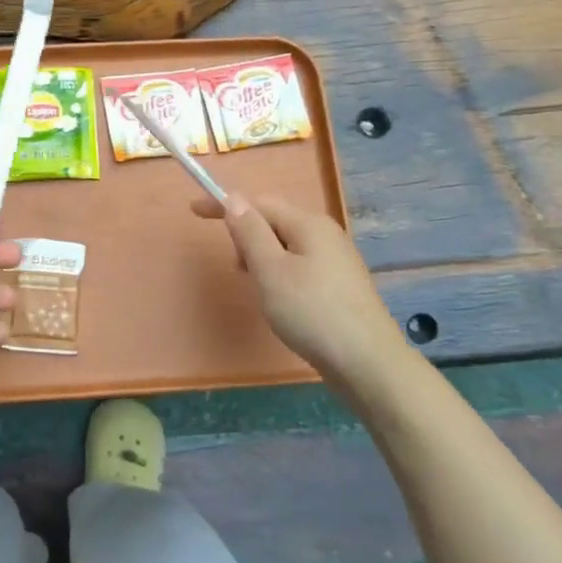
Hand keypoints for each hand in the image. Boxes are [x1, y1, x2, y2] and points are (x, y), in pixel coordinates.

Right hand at [193, 193, 405, 394]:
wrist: (368, 363)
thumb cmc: (312, 312)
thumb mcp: (270, 271)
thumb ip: (250, 233)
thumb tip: (235, 199)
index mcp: (308, 224)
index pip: (259, 202)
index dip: (225, 205)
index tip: (194, 211)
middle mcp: (325, 234)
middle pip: (275, 221)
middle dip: (247, 236)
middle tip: (237, 268)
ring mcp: (336, 260)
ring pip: (286, 246)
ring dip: (262, 258)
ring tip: (258, 288)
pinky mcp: (339, 286)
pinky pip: (299, 265)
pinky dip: (279, 273)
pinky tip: (281, 301)